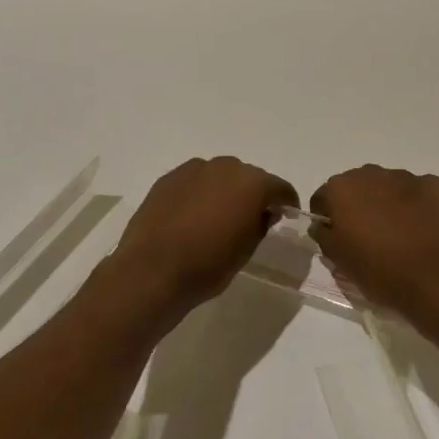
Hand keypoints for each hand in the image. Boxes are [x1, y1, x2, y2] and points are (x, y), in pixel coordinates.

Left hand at [107, 157, 297, 314]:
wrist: (152, 271)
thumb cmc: (208, 265)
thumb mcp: (246, 250)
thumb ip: (261, 224)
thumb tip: (264, 212)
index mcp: (252, 184)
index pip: (279, 187)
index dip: (286, 201)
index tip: (287, 214)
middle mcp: (225, 167)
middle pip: (249, 177)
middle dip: (254, 194)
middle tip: (251, 218)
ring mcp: (193, 170)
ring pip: (219, 175)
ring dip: (225, 190)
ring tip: (218, 216)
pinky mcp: (168, 178)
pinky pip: (194, 181)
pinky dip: (200, 193)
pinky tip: (192, 216)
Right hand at [309, 166, 438, 316]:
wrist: (437, 278)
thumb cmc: (381, 272)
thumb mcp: (341, 262)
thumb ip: (324, 237)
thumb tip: (324, 225)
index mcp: (342, 189)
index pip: (324, 198)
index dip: (328, 218)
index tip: (338, 239)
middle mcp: (371, 173)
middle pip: (357, 187)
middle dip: (359, 206)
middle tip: (369, 237)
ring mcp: (406, 176)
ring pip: (388, 186)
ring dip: (388, 203)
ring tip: (400, 234)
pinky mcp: (435, 184)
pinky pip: (418, 192)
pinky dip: (417, 206)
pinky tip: (424, 230)